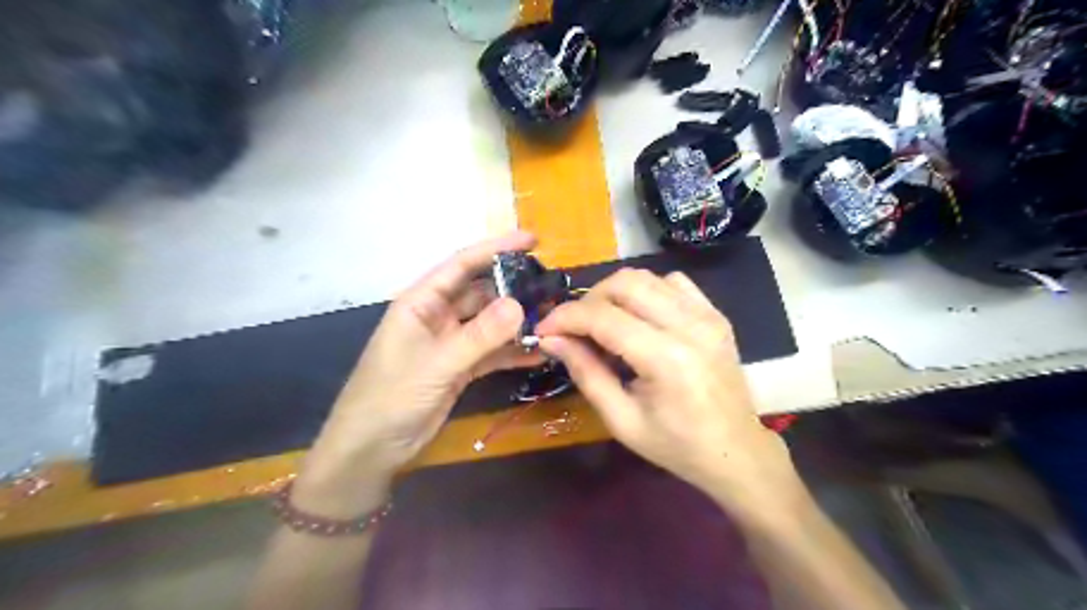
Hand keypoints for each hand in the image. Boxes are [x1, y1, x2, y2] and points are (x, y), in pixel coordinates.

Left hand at [295, 231, 540, 517]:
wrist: (371, 449)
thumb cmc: (391, 397)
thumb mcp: (437, 363)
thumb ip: (479, 335)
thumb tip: (519, 304)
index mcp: (421, 302)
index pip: (462, 264)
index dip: (497, 249)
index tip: (533, 240)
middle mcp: (438, 316)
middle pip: (482, 293)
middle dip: (514, 289)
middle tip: (552, 288)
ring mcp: (450, 342)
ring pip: (490, 323)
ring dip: (517, 323)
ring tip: (553, 319)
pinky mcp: (460, 367)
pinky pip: (491, 352)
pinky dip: (512, 352)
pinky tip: (538, 353)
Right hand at [534, 271, 796, 514]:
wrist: (736, 451)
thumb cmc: (676, 446)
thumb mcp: (621, 420)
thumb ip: (585, 373)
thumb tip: (552, 339)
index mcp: (666, 359)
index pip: (603, 317)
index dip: (565, 317)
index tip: (544, 330)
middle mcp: (689, 326)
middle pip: (625, 282)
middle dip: (588, 300)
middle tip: (574, 329)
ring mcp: (707, 316)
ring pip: (647, 277)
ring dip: (615, 294)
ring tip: (603, 324)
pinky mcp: (715, 314)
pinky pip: (673, 283)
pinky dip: (646, 291)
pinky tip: (640, 318)